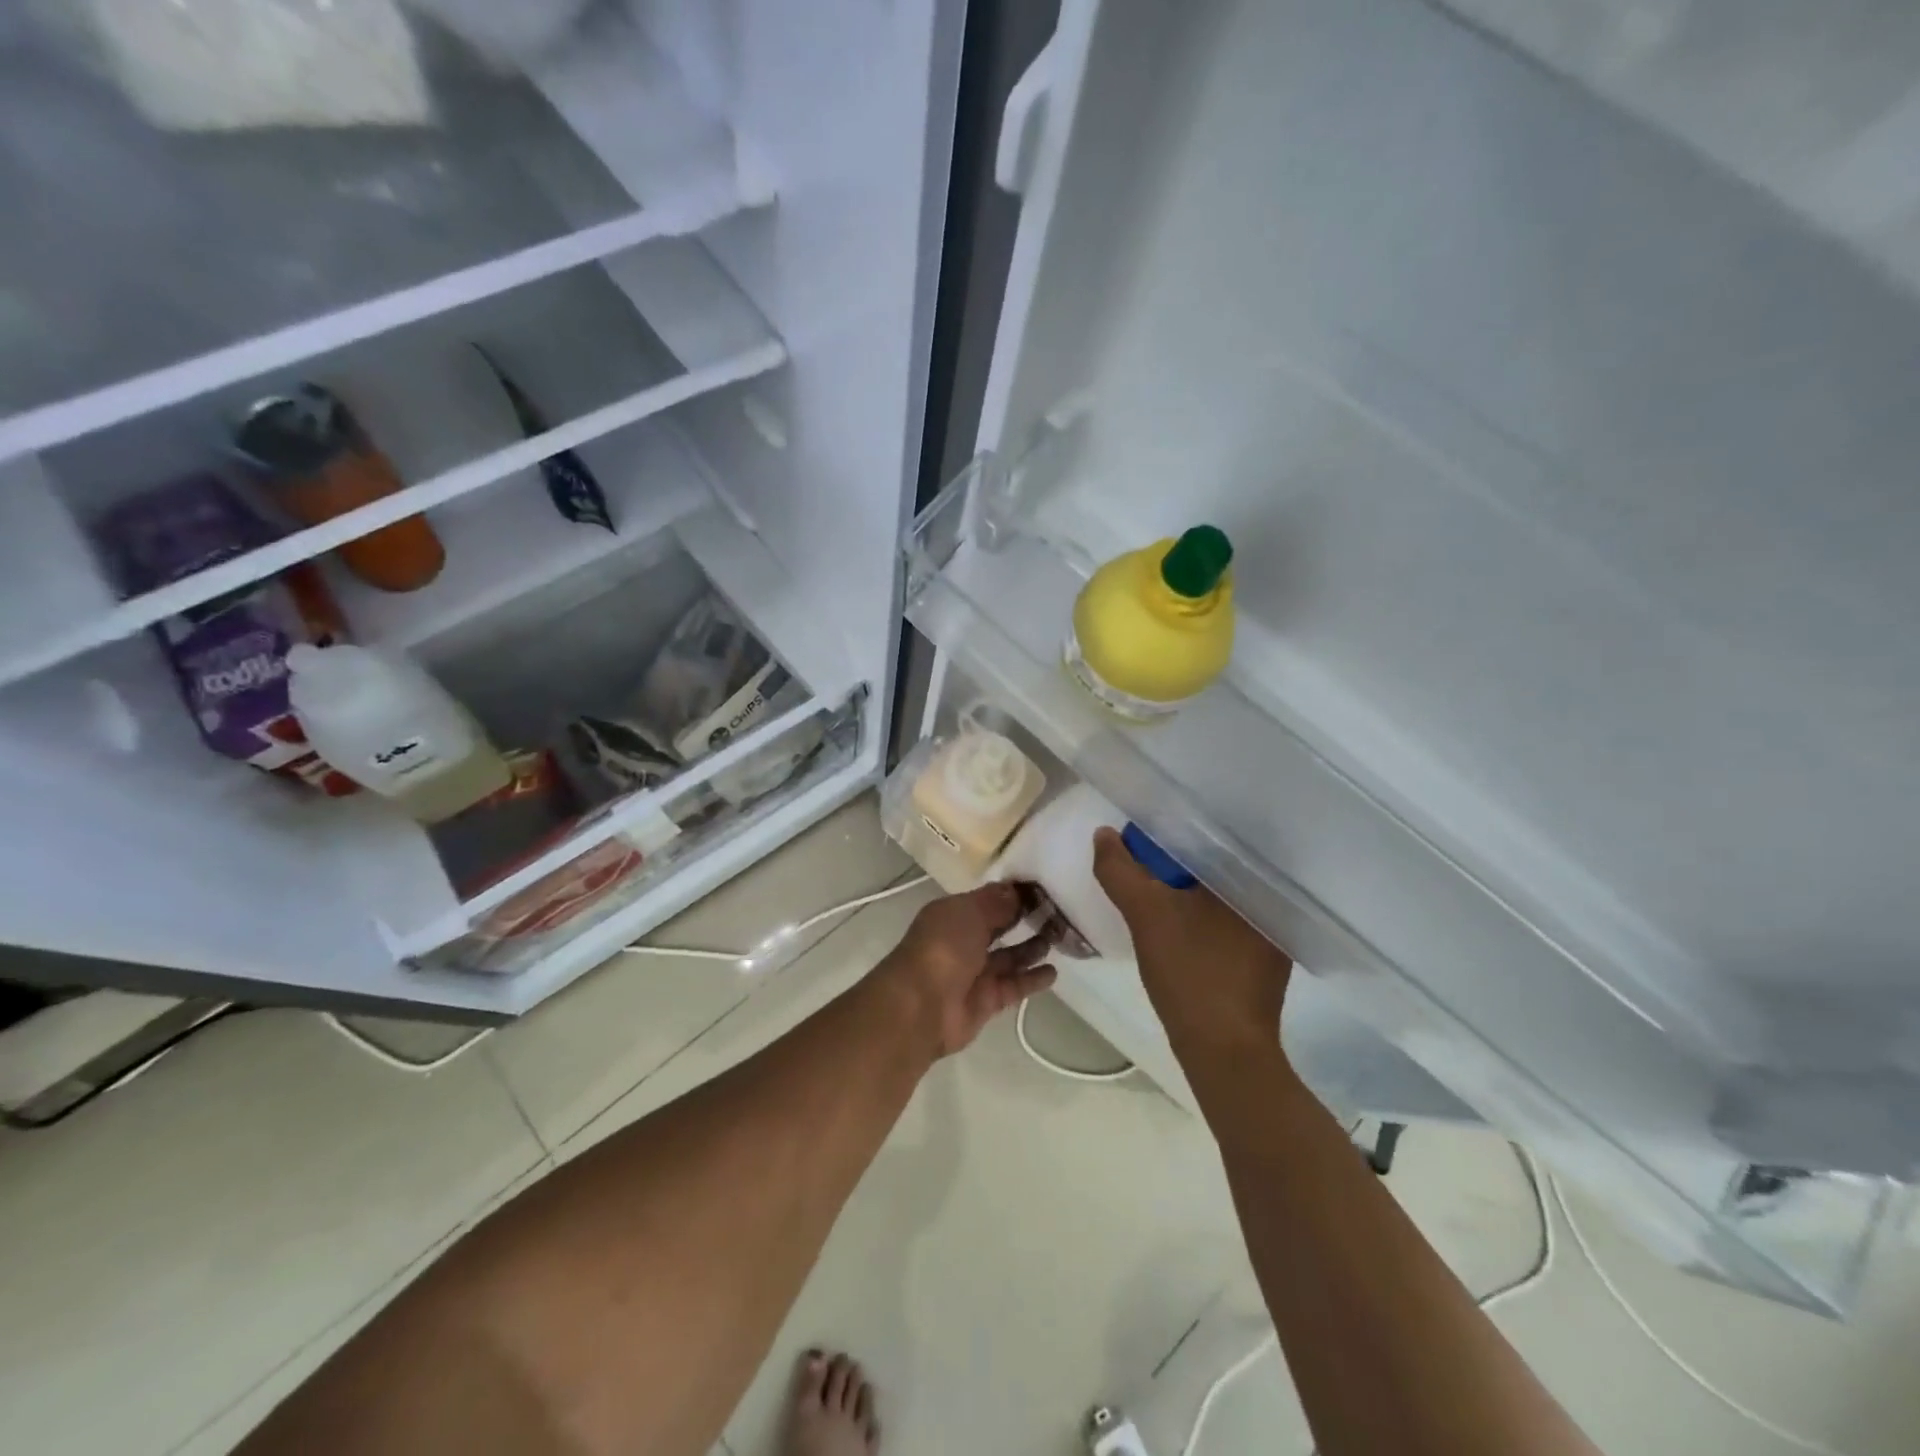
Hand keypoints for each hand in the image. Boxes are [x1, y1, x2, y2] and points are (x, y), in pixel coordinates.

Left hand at [877, 883, 1056, 1056]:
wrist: (922, 1006)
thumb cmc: (943, 947)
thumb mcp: (969, 912)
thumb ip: (996, 902)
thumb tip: (1017, 891)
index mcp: (952, 914)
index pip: (987, 899)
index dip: (1012, 894)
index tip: (1043, 887)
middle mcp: (963, 941)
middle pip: (999, 926)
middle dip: (1024, 918)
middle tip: (1058, 912)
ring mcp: (975, 972)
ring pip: (1009, 956)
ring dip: (1032, 947)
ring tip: (1060, 937)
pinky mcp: (988, 1000)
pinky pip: (1015, 985)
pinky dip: (1033, 979)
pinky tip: (1054, 971)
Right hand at [1091, 827, 1292, 1064]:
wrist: (1225, 1052)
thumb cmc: (1191, 973)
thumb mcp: (1146, 915)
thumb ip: (1120, 871)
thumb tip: (1104, 834)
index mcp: (1252, 880)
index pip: (1212, 836)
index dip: (1175, 830)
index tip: (1145, 831)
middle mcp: (1271, 901)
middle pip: (1216, 864)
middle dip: (1181, 859)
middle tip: (1144, 854)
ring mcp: (1271, 934)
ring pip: (1220, 895)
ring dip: (1190, 888)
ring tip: (1157, 882)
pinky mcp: (1263, 960)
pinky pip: (1226, 920)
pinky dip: (1201, 915)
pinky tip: (1179, 921)